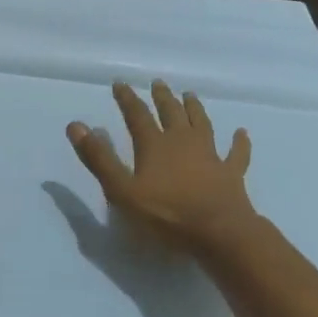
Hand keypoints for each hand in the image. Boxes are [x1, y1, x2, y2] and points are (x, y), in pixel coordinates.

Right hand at [66, 80, 258, 255]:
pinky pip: (236, 153)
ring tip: (190, 95)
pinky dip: (239, 142)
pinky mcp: (231, 173)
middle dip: (162, 97)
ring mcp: (210, 155)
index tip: (120, 84)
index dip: (127, 99)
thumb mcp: (122, 190)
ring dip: (195, 109)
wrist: (219, 232)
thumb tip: (76, 125)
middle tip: (158, 83)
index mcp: (154, 145)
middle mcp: (183, 142)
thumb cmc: (166, 214)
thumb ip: (99, 158)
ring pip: (202, 124)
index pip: (137, 115)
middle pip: (171, 113)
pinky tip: (241, 133)